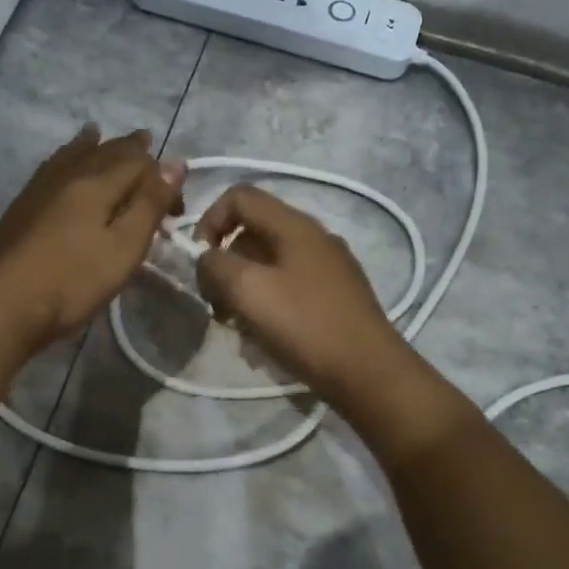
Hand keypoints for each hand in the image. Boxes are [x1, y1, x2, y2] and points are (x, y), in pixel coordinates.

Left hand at [0, 125, 184, 352]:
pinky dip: (65, 156)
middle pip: (105, 152)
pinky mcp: (22, 206)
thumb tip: (175, 162)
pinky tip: (61, 163)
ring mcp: (40, 188)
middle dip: (129, 149)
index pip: (139, 163)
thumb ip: (149, 204)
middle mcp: (69, 175)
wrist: (2, 304)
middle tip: (146, 142)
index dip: (162, 177)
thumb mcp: (124, 247)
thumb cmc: (73, 281)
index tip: (176, 209)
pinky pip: (51, 167)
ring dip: (93, 144)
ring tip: (99, 133)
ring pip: (72, 154)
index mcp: (97, 183)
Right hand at [194, 185, 411, 401]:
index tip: (200, 261)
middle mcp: (314, 237)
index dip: (209, 220)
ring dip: (244, 288)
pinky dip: (268, 302)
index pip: (240, 196)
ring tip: (238, 325)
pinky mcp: (336, 295)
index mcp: (295, 225)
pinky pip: (289, 285)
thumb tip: (208, 260)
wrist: (368, 371)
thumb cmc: (304, 325)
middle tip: (216, 303)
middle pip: (253, 232)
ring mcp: (329, 266)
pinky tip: (266, 335)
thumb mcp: (247, 290)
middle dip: (225, 263)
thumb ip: (215, 265)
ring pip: (269, 262)